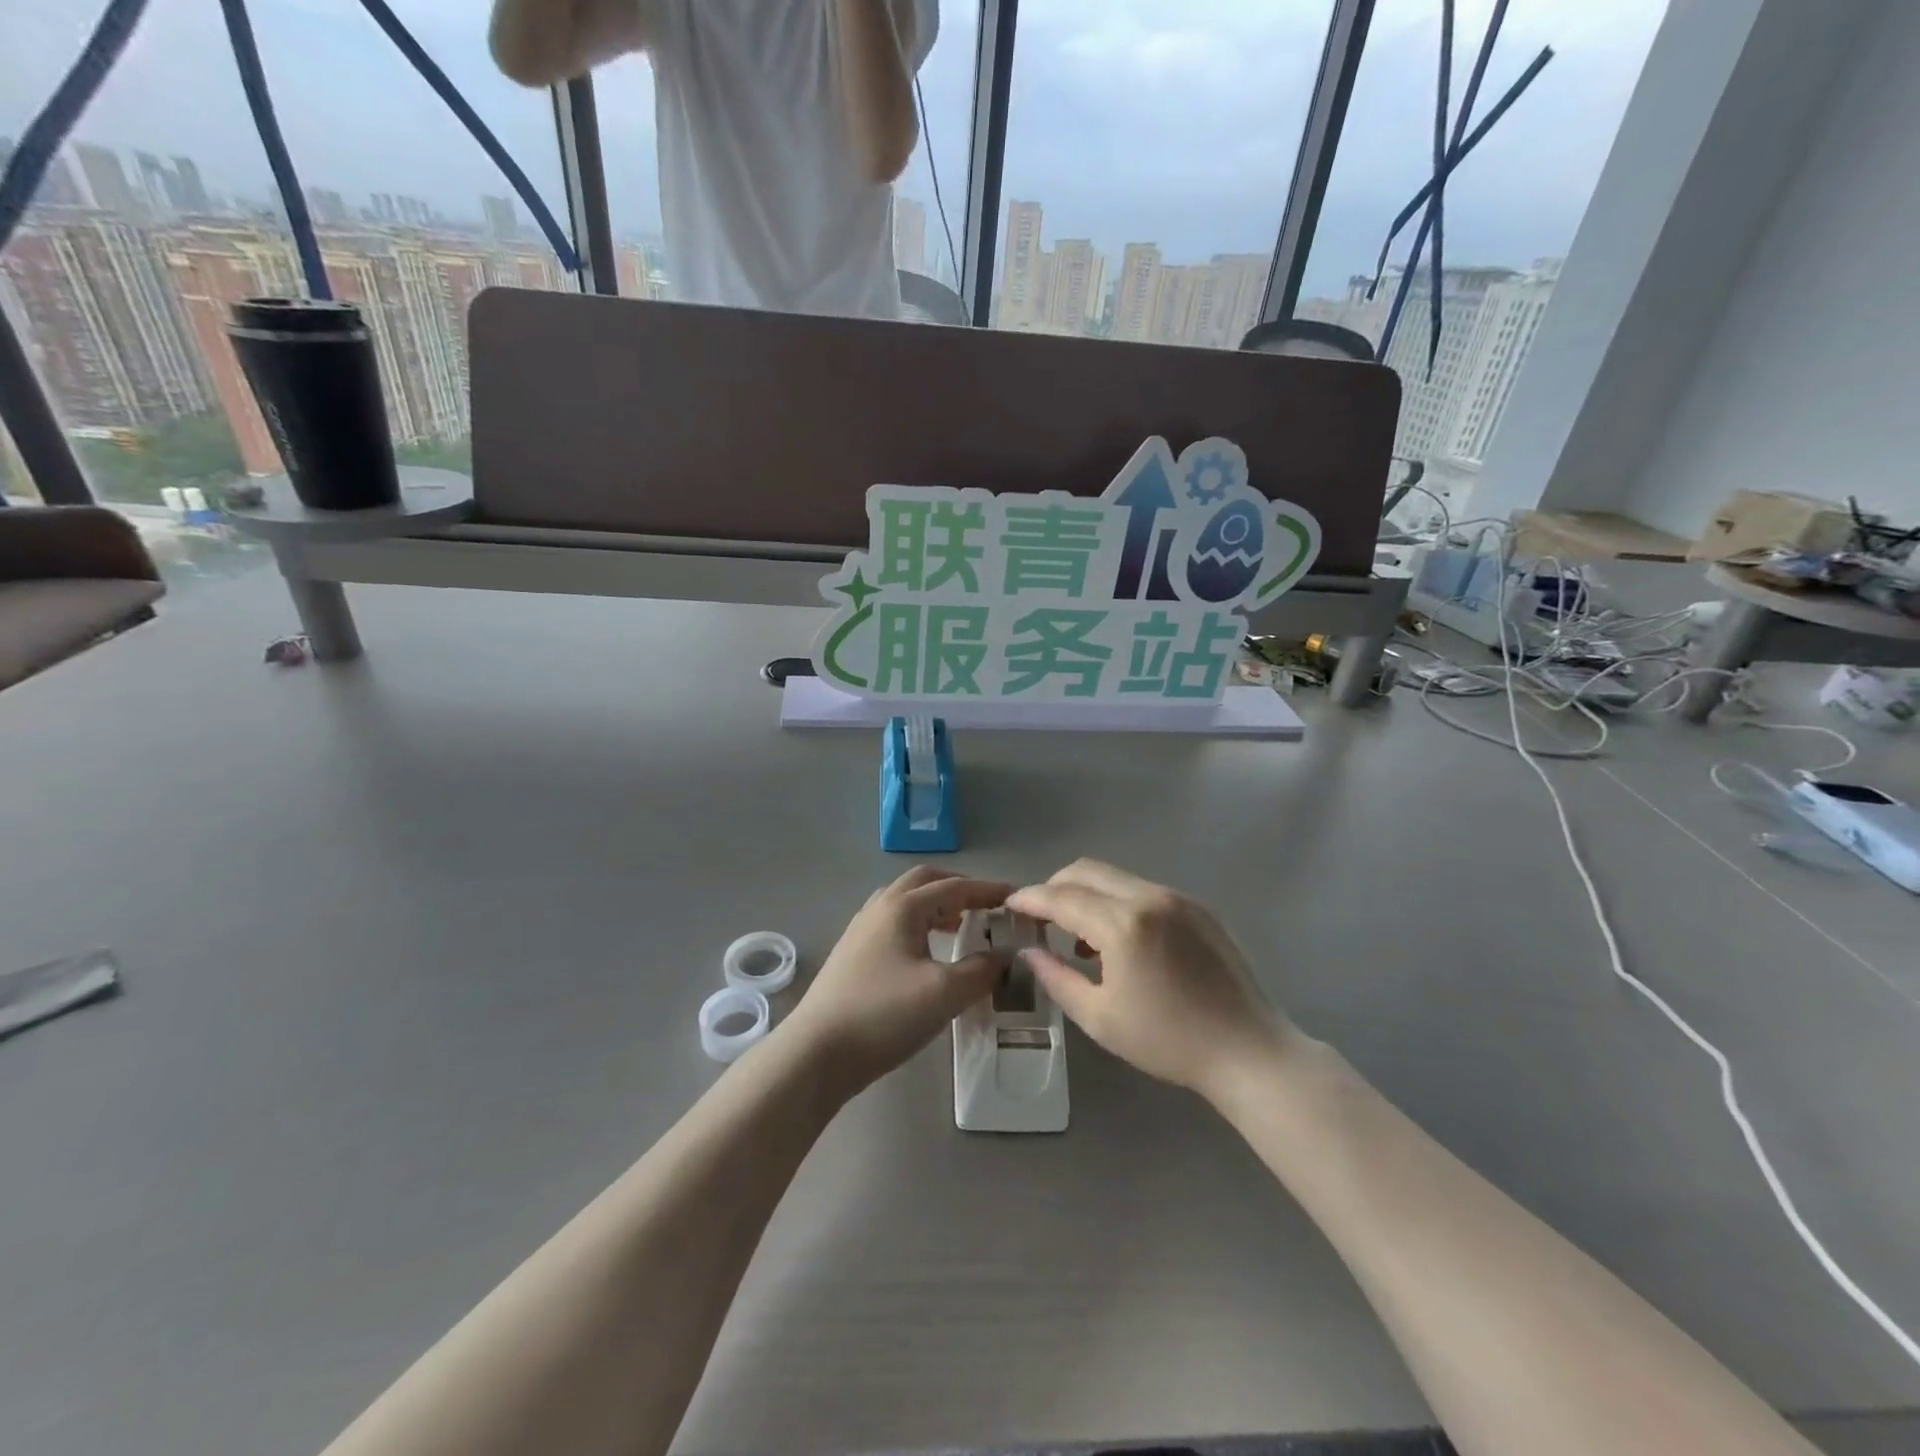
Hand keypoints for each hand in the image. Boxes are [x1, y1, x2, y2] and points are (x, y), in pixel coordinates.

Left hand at [781, 866, 1011, 1094]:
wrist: (817, 1053)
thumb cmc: (884, 1015)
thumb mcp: (944, 993)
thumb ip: (981, 970)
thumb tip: (1004, 955)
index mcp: (902, 907)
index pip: (955, 887)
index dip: (988, 890)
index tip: (1016, 897)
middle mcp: (880, 908)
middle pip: (925, 882)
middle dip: (958, 888)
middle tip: (986, 906)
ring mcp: (861, 930)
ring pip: (905, 902)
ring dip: (936, 906)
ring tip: (960, 927)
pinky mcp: (852, 954)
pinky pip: (893, 923)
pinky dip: (918, 925)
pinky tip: (927, 954)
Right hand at [1008, 859, 1291, 1102]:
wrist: (1249, 1051)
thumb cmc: (1169, 1042)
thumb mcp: (1100, 1018)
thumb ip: (1057, 978)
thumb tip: (1030, 952)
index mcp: (1124, 924)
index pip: (1062, 897)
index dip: (1030, 899)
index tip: (1008, 905)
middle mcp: (1150, 897)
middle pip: (1086, 871)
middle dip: (1055, 887)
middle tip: (1039, 918)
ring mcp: (1179, 898)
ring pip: (1116, 878)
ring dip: (1087, 895)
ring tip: (1079, 938)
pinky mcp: (1199, 907)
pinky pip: (1144, 891)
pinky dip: (1118, 903)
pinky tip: (1121, 942)